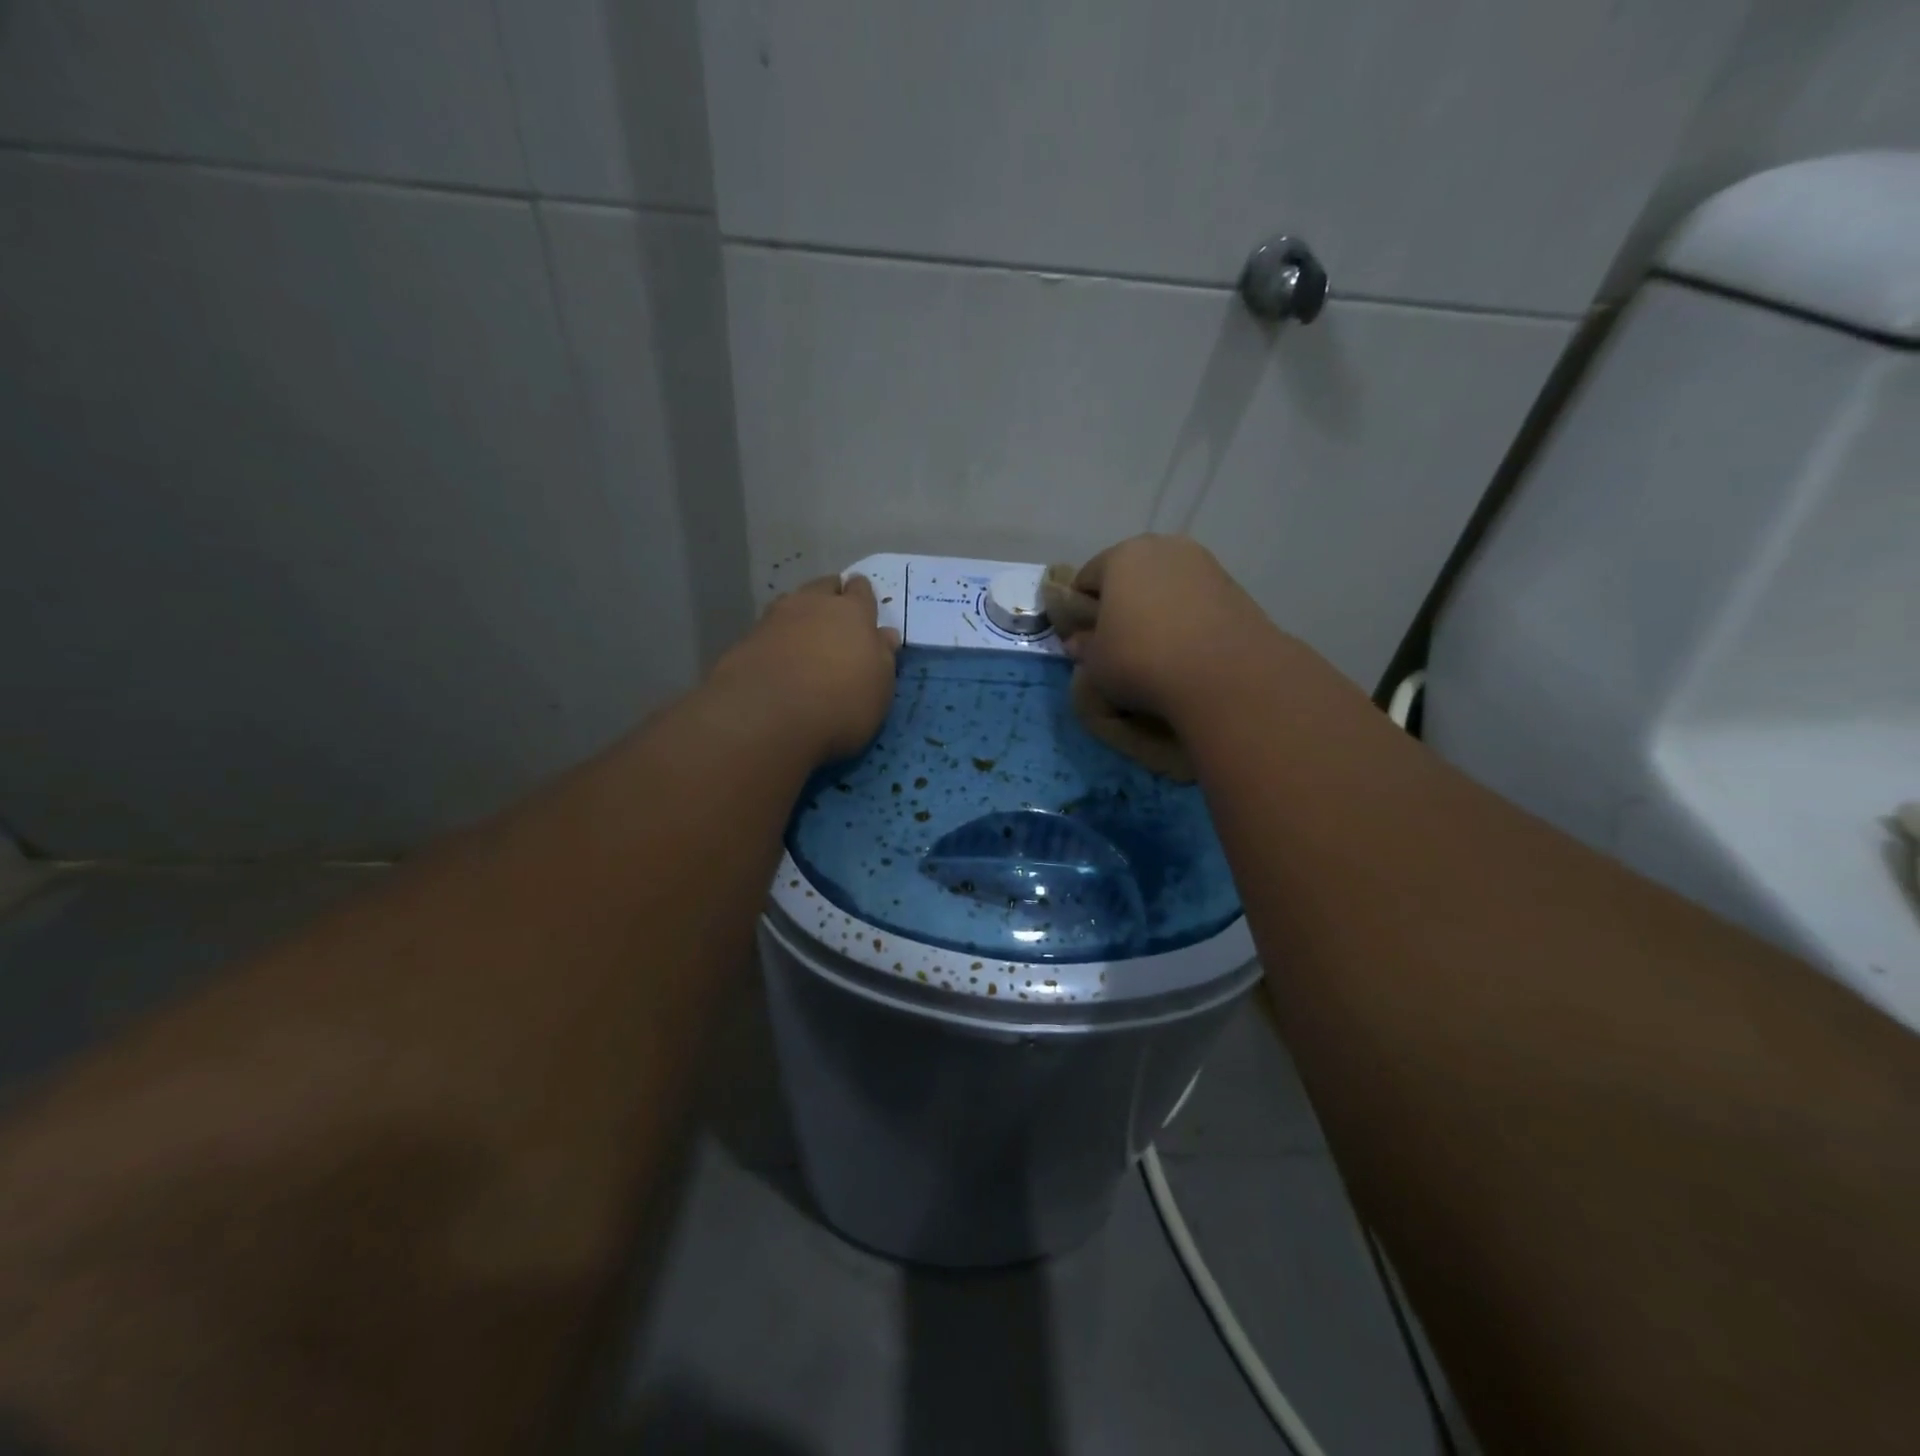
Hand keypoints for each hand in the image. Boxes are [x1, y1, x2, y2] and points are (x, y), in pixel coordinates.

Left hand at [708, 575, 899, 763]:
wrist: (767, 716)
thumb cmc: (840, 703)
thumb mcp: (878, 688)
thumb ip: (882, 657)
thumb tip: (884, 634)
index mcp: (853, 612)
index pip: (861, 590)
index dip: (862, 597)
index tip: (863, 609)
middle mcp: (813, 604)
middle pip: (824, 586)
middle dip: (831, 596)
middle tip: (835, 619)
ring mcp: (774, 618)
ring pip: (792, 602)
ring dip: (800, 614)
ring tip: (804, 637)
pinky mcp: (746, 640)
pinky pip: (768, 629)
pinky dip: (776, 638)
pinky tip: (777, 659)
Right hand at [1062, 536, 1280, 725]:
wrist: (1224, 675)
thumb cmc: (1141, 660)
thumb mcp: (1097, 663)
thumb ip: (1085, 647)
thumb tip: (1079, 642)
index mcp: (1121, 556)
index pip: (1087, 578)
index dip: (1080, 608)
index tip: (1084, 637)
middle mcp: (1163, 547)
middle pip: (1131, 574)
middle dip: (1122, 602)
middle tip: (1119, 641)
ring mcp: (1204, 564)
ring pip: (1166, 585)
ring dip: (1157, 608)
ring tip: (1157, 647)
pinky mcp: (1234, 587)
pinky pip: (1195, 600)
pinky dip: (1187, 617)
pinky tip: (1186, 648)